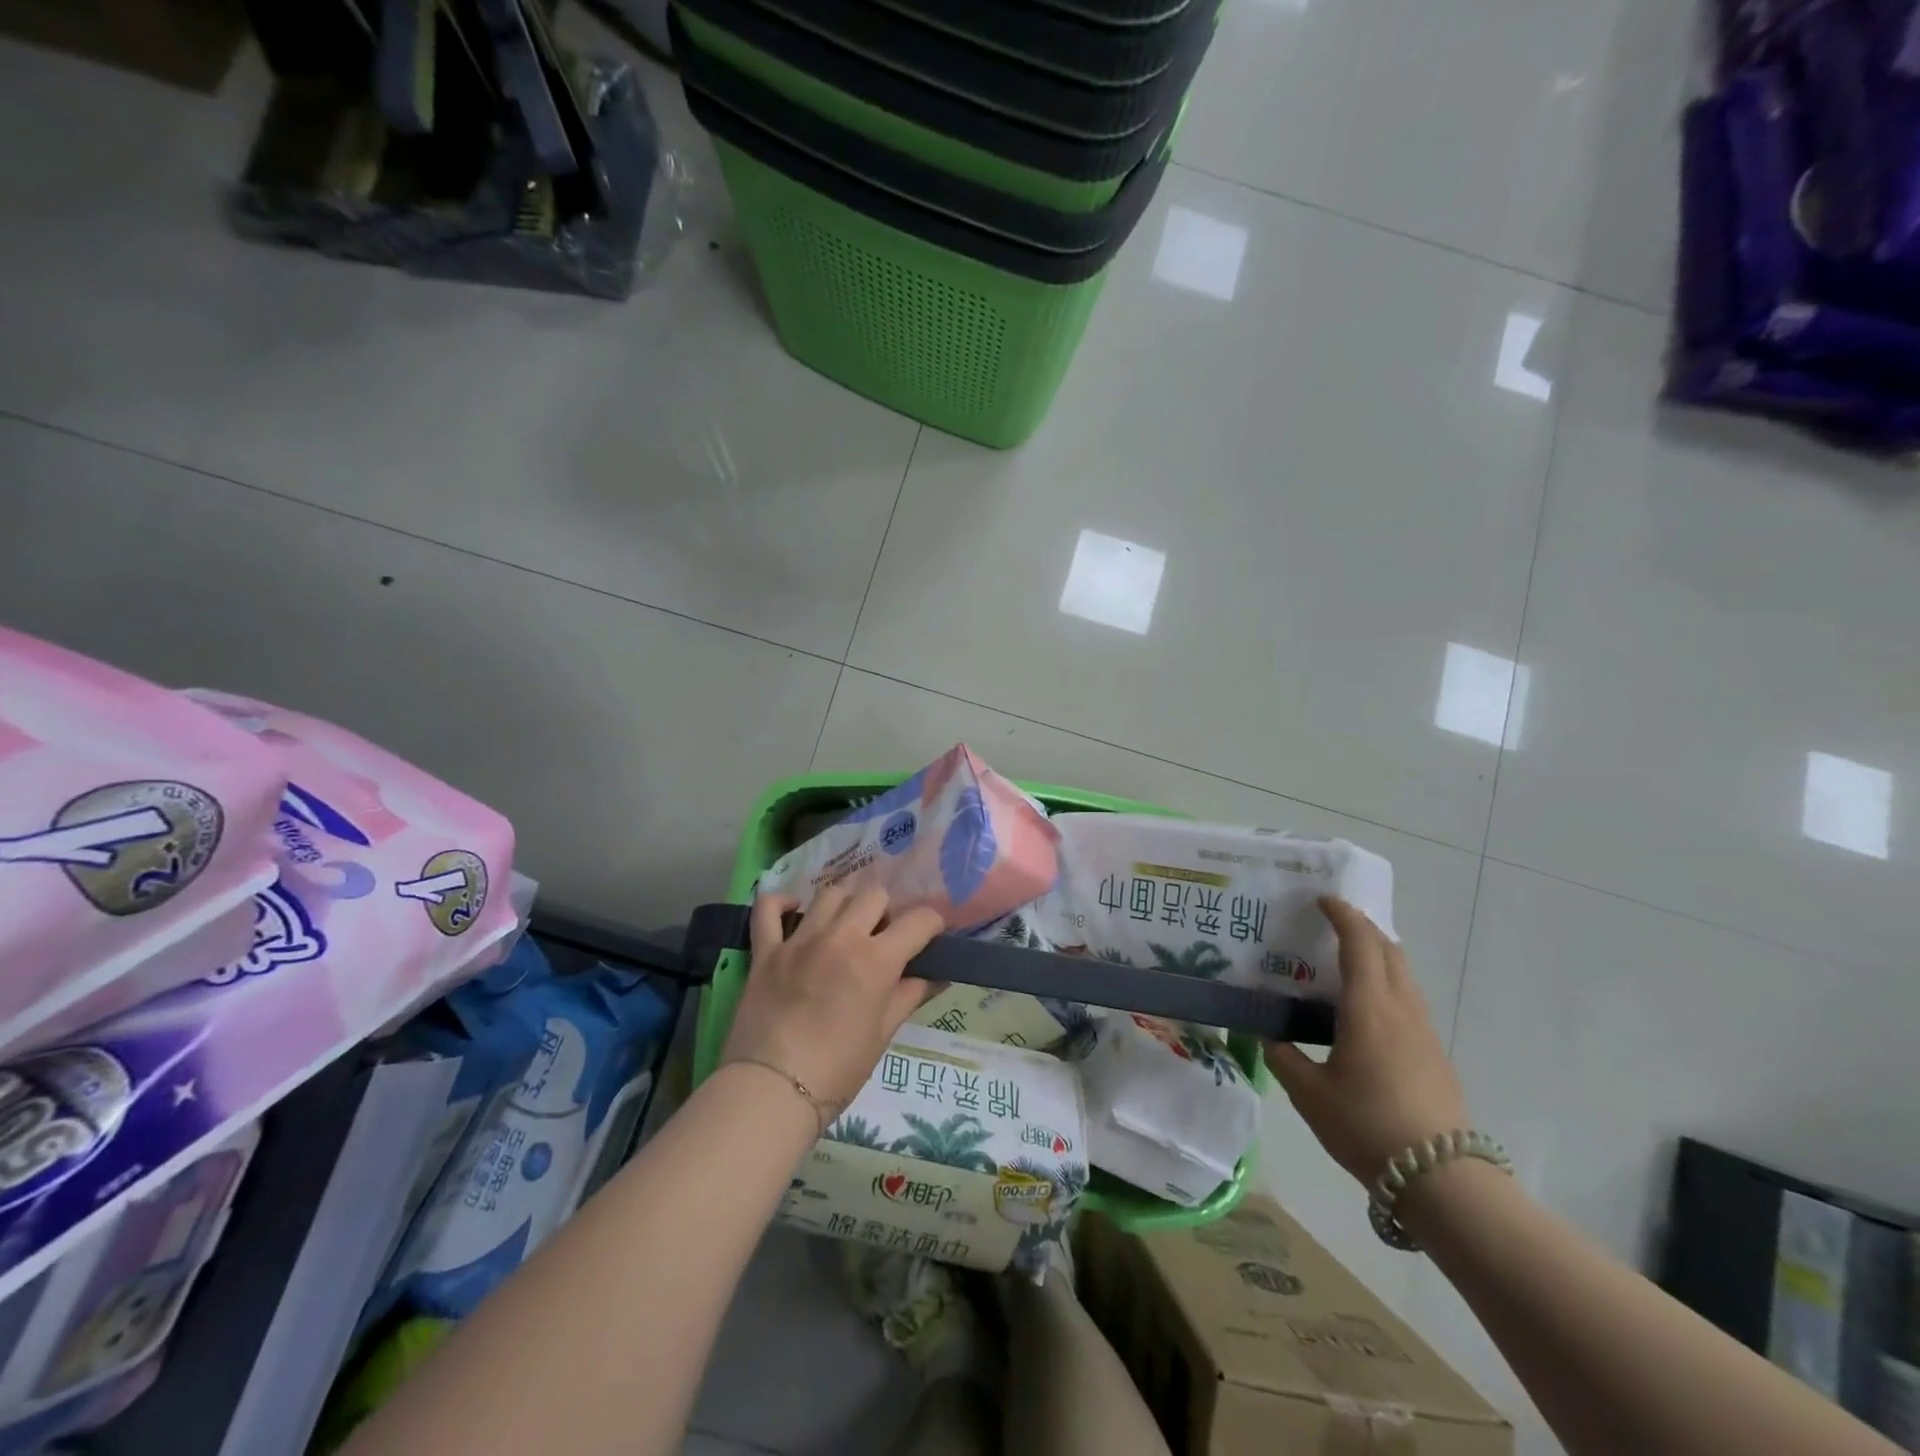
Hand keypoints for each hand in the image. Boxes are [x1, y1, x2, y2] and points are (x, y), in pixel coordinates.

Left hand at [722, 886, 944, 1115]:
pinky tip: (793, 911)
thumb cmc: (837, 1071)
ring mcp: (799, 939)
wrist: (772, 1092)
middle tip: (882, 938)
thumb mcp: (882, 1034)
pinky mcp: (766, 950)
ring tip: (844, 928)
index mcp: (876, 960)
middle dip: (886, 912)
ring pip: (830, 894)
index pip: (918, 920)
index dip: (932, 925)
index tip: (930, 937)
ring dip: (845, 905)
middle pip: (874, 895)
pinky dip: (781, 902)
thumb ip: (910, 996)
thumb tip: (937, 976)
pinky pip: (769, 908)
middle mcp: (840, 937)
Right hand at [1265, 897, 1469, 1189]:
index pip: (1360, 942)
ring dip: (1378, 956)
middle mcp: (1401, 1008)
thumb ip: (1284, 1057)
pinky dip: (1386, 984)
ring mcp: (1424, 1031)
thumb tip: (1270, 1037)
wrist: (1442, 1179)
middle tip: (1331, 926)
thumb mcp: (1309, 1093)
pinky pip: (1408, 1000)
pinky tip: (1364, 1012)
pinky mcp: (1435, 1054)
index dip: (1342, 914)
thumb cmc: (1366, 1125)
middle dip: (1363, 929)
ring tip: (1345, 964)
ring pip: (1404, 975)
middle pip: (1390, 950)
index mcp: (1368, 1007)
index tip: (1322, 899)